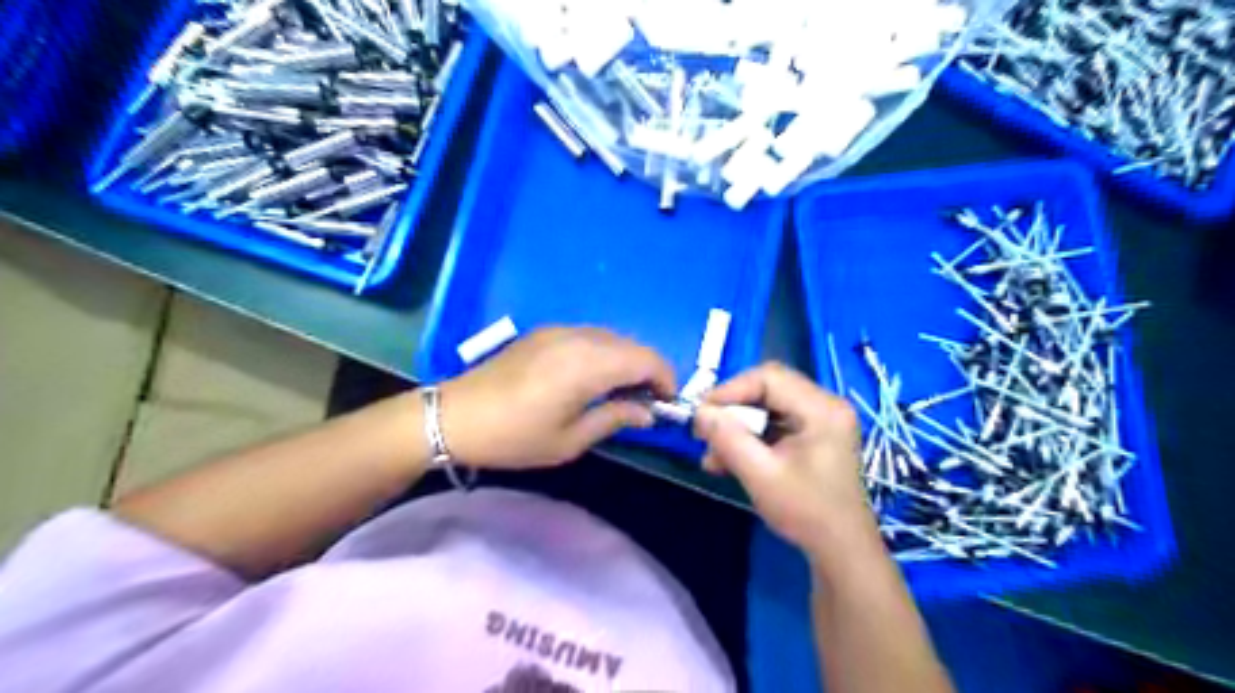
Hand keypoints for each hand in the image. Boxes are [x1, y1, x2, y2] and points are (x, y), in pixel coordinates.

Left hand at [440, 329, 674, 468]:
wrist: (455, 416)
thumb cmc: (515, 437)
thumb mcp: (570, 440)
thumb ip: (615, 419)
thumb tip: (647, 412)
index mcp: (588, 364)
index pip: (646, 359)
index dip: (665, 378)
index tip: (666, 404)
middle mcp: (579, 338)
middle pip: (632, 345)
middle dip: (648, 370)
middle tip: (645, 403)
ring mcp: (560, 331)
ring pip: (612, 338)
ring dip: (626, 361)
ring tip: (620, 393)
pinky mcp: (545, 332)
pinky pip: (589, 336)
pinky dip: (604, 353)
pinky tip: (592, 378)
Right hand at [693, 363, 877, 563]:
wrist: (841, 551)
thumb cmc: (806, 512)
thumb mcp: (761, 475)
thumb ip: (728, 439)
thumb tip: (699, 412)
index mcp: (822, 409)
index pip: (769, 377)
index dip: (730, 390)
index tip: (702, 414)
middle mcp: (825, 405)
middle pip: (768, 389)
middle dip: (732, 410)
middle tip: (704, 432)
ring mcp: (821, 420)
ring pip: (767, 407)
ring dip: (737, 427)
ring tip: (712, 456)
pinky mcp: (813, 436)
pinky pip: (775, 423)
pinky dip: (750, 438)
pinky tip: (728, 460)